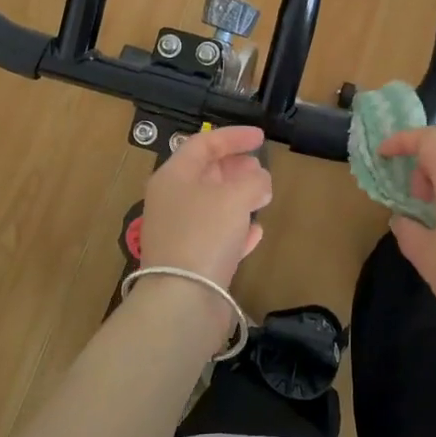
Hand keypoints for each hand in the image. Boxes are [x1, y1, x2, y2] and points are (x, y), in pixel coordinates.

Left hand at [138, 126, 271, 289]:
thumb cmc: (205, 234)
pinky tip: (256, 231)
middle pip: (205, 173)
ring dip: (238, 196)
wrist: (182, 300)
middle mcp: (172, 201)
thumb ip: (254, 180)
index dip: (233, 137)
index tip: (261, 137)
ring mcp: (180, 232)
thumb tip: (261, 180)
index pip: (203, 144)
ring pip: (212, 204)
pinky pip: (216, 235)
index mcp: (173, 177)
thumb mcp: (235, 196)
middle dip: (235, 167)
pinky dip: (236, 228)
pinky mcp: (191, 261)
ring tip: (264, 193)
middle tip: (261, 167)